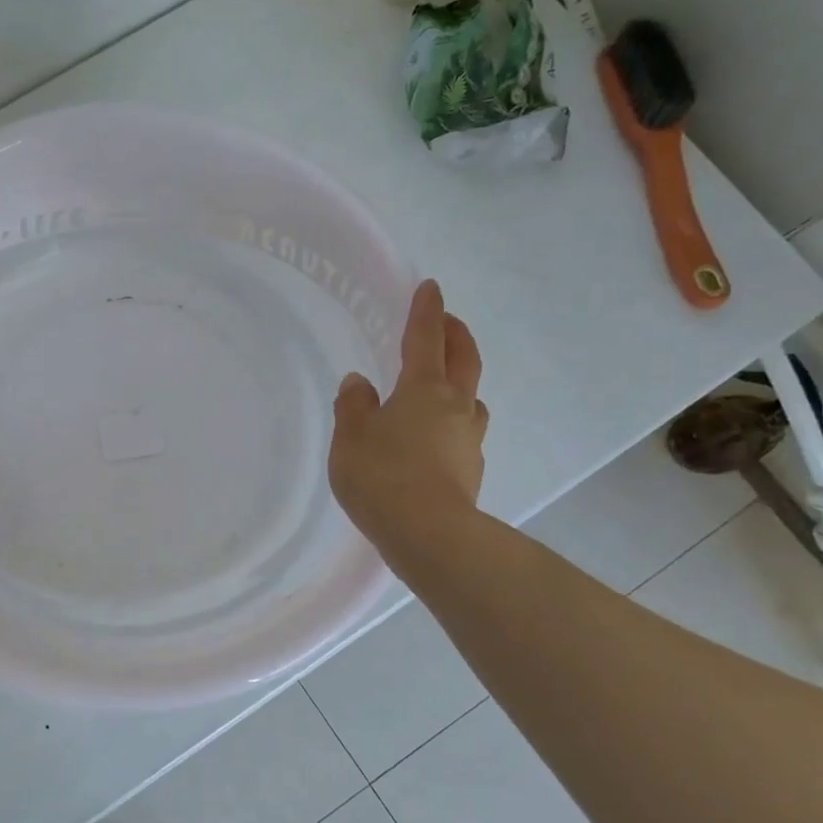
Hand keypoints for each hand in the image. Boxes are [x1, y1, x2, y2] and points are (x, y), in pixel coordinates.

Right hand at [328, 280, 487, 555]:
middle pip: (463, 358)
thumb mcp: (350, 439)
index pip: (425, 338)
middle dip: (455, 334)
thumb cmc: (383, 478)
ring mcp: (469, 437)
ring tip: (441, 385)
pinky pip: (464, 431)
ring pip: (470, 396)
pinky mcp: (471, 468)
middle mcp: (455, 405)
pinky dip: (452, 420)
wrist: (430, 534)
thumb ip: (353, 406)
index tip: (430, 287)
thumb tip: (359, 383)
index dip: (426, 311)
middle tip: (447, 321)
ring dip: (460, 380)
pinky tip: (433, 438)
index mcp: (423, 389)